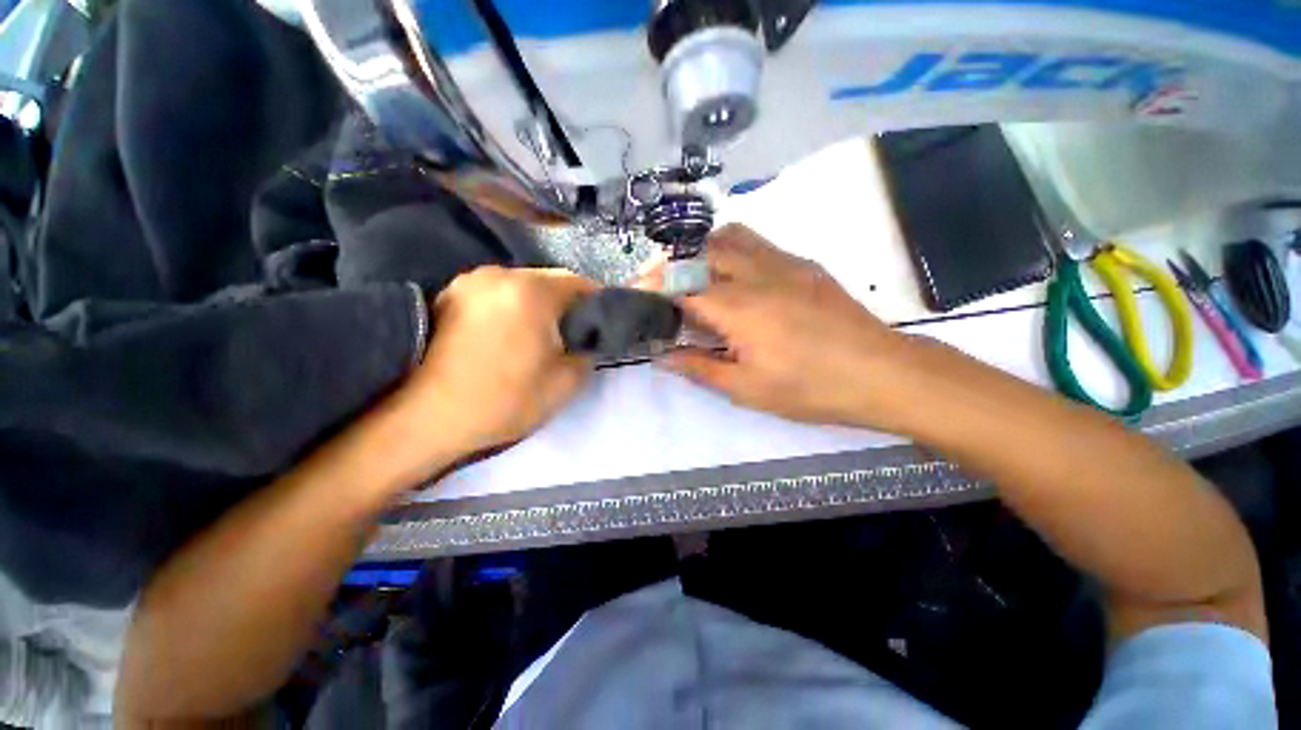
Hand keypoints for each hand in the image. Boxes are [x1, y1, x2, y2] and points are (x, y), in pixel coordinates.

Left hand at [395, 266, 597, 459]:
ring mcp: (469, 281)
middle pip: (550, 280)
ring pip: (521, 285)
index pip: (581, 283)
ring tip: (536, 336)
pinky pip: (496, 293)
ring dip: (537, 305)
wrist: (423, 419)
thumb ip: (588, 354)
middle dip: (566, 304)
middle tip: (569, 335)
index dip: (596, 305)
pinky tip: (505, 335)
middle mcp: (500, 274)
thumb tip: (588, 341)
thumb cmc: (502, 400)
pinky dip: (510, 307)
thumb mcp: (564, 383)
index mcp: (532, 292)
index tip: (598, 327)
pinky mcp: (447, 294)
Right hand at [663, 225, 919, 430]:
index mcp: (738, 308)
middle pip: (700, 250)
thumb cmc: (810, 388)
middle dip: (671, 264)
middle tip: (661, 286)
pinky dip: (731, 250)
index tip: (636, 294)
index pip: (681, 285)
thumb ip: (699, 367)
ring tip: (693, 276)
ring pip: (729, 236)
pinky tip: (733, 277)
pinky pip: (757, 243)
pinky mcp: (802, 263)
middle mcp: (756, 274)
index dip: (653, 287)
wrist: (880, 372)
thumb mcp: (747, 389)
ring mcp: (783, 262)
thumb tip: (663, 356)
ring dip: (701, 250)